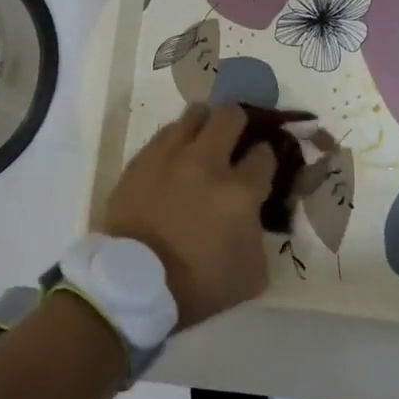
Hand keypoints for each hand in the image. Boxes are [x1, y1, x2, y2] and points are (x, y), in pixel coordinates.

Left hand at [101, 104, 275, 327]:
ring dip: (206, 123)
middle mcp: (206, 162)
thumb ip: (261, 236)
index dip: (267, 157)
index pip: (265, 153)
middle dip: (240, 122)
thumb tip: (255, 216)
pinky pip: (165, 133)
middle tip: (236, 138)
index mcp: (239, 192)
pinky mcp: (141, 159)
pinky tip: (177, 156)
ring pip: (194, 113)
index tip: (261, 166)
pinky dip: (177, 139)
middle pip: (230, 115)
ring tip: (204, 140)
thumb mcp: (251, 274)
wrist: (132, 284)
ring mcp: (169, 156)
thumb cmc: (197, 284)